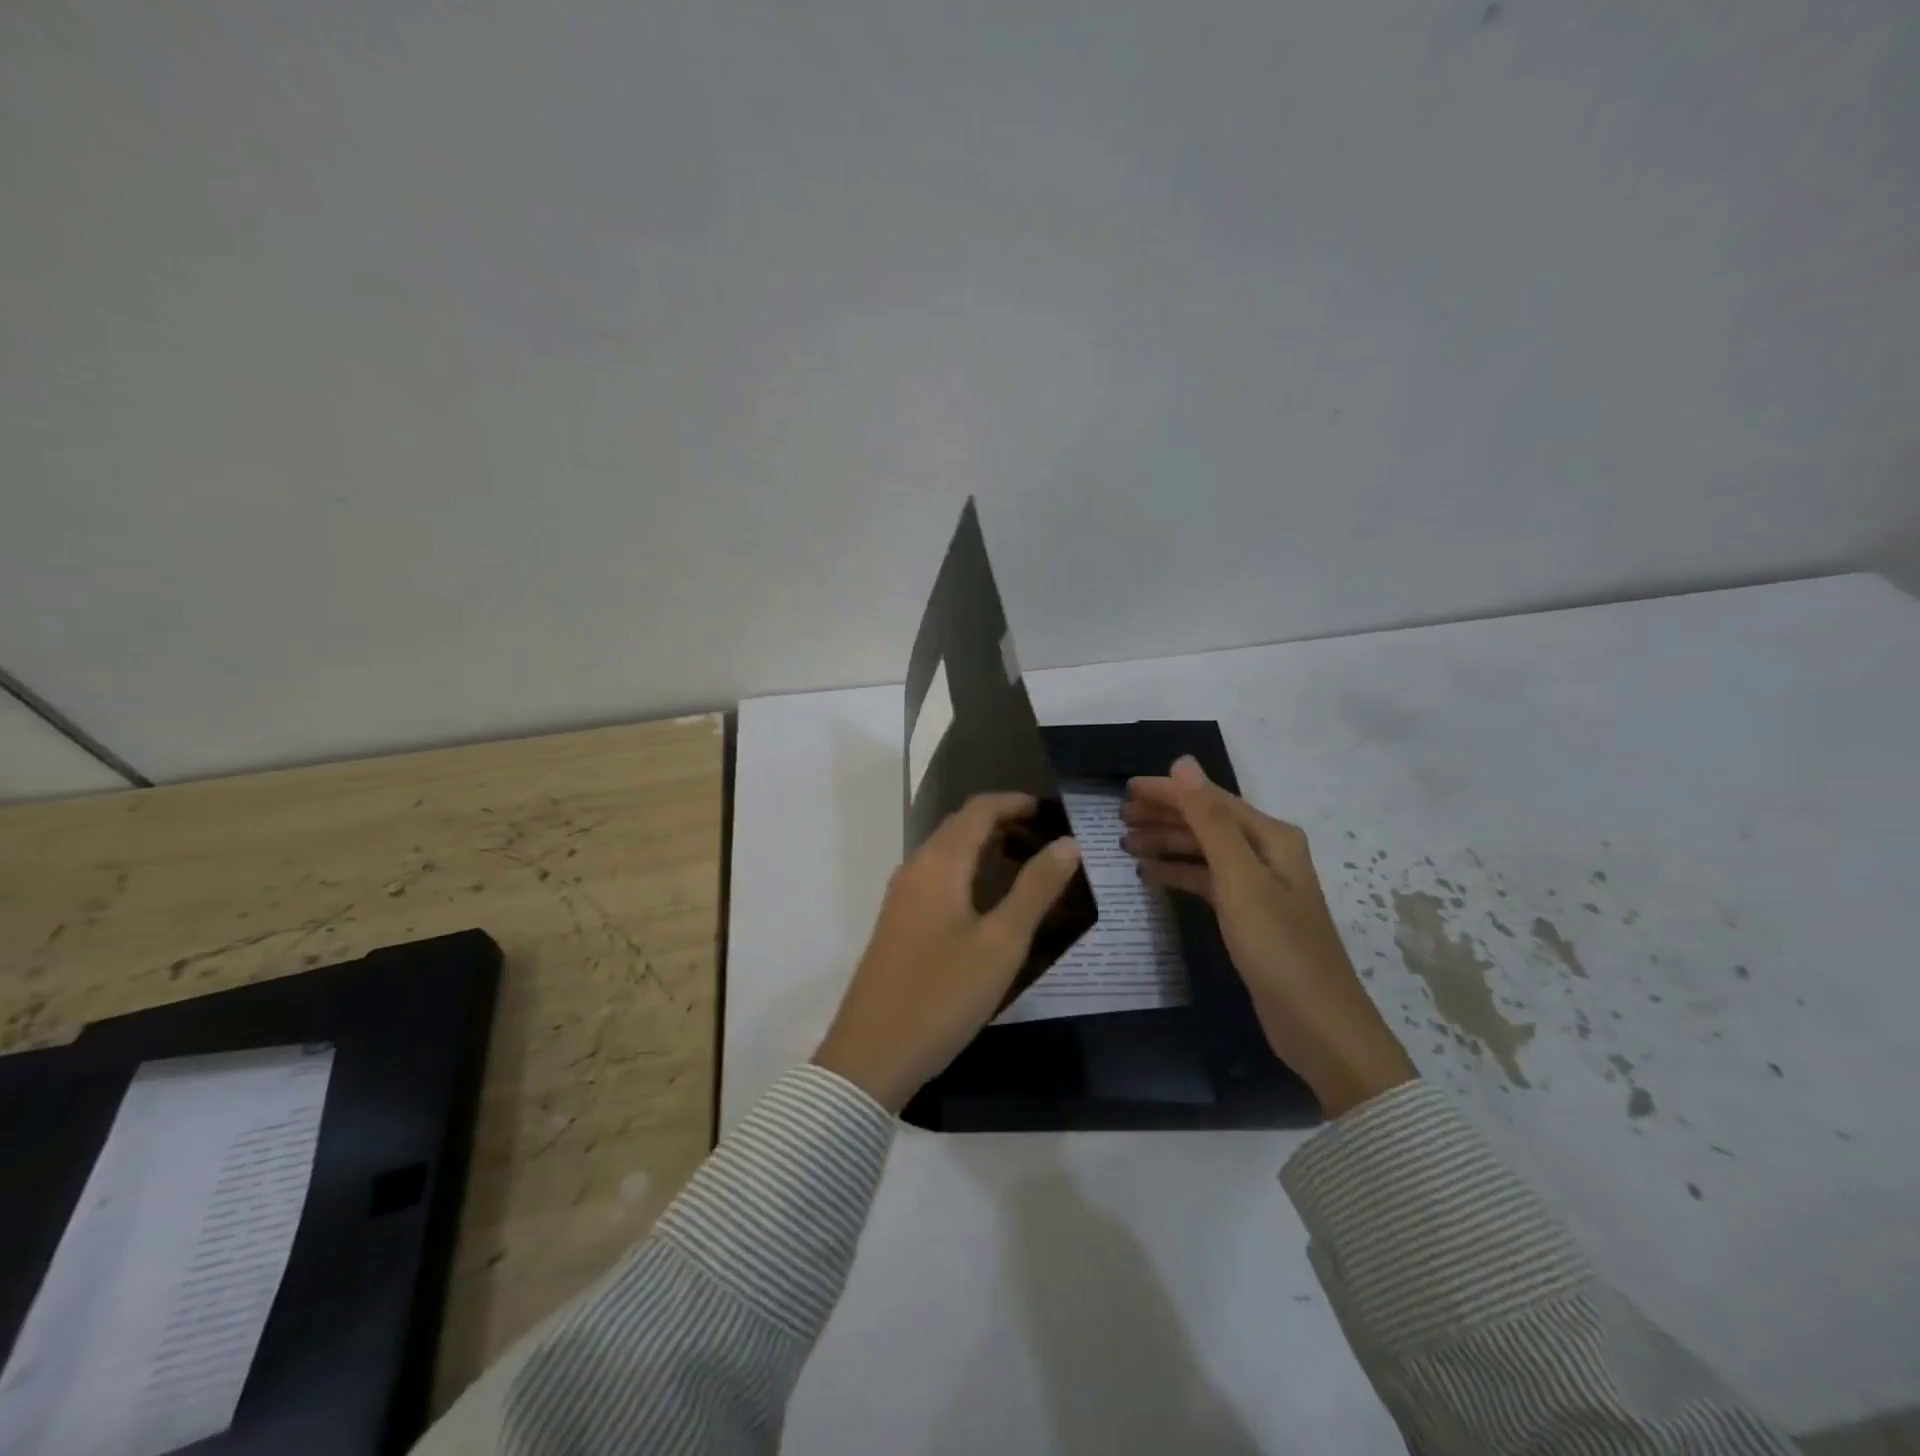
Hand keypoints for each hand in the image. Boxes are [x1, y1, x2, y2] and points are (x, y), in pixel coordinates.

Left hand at [815, 793, 1082, 1113]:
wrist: (871, 1054)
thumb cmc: (942, 995)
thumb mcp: (1000, 944)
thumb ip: (1035, 889)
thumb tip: (1068, 843)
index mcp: (938, 864)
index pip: (977, 811)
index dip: (1012, 802)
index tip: (1049, 809)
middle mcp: (914, 869)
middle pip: (958, 827)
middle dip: (1000, 821)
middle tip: (1043, 835)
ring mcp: (901, 897)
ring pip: (946, 853)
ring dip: (983, 846)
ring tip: (1024, 862)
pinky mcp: (897, 923)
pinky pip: (936, 877)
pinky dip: (966, 870)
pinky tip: (987, 899)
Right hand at [1122, 757, 1415, 1116]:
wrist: (1317, 1026)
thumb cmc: (1278, 946)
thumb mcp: (1239, 878)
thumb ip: (1209, 820)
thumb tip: (1182, 763)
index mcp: (1271, 837)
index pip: (1210, 800)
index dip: (1169, 792)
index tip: (1126, 789)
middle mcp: (1266, 854)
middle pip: (1206, 823)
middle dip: (1164, 817)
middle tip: (1118, 819)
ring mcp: (1258, 886)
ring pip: (1203, 852)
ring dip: (1167, 844)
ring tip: (1125, 845)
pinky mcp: (1248, 916)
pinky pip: (1205, 881)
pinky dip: (1178, 874)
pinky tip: (1150, 876)